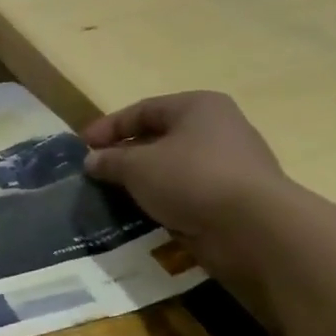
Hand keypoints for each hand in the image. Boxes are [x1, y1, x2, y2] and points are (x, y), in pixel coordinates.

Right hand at [81, 91, 291, 281]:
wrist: (254, 228)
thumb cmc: (191, 179)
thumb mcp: (137, 166)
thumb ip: (110, 160)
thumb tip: (91, 161)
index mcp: (198, 107)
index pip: (143, 110)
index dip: (108, 127)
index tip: (81, 147)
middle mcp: (218, 128)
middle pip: (159, 137)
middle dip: (125, 154)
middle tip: (96, 172)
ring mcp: (230, 164)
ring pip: (173, 167)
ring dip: (143, 180)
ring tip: (113, 195)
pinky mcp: (233, 198)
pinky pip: (187, 193)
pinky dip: (163, 200)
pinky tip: (143, 213)